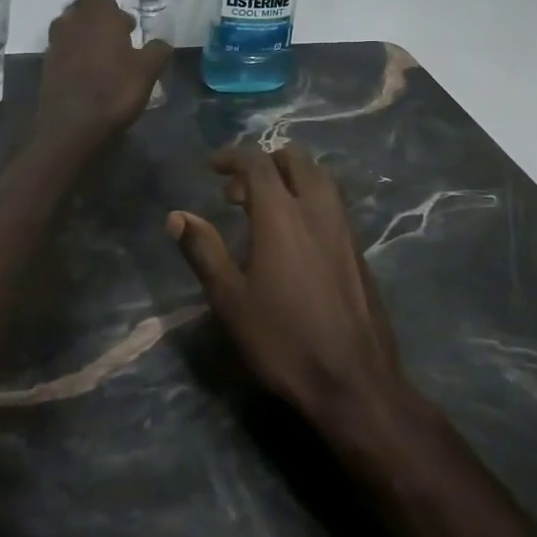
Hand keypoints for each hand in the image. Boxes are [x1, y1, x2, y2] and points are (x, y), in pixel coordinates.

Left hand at [34, 0, 171, 152]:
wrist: (71, 128)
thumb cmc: (114, 90)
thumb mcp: (147, 70)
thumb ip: (157, 50)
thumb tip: (161, 43)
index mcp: (95, 15)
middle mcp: (70, 23)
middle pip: (82, 6)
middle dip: (102, 13)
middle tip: (123, 28)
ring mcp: (55, 46)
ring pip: (71, 27)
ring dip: (88, 32)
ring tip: (110, 50)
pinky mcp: (47, 68)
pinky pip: (64, 49)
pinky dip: (77, 52)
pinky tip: (93, 71)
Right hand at [167, 145, 402, 423]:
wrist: (353, 379)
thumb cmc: (282, 339)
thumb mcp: (230, 299)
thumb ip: (204, 251)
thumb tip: (177, 216)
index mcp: (282, 215)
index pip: (257, 162)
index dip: (232, 157)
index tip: (212, 167)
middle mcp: (317, 209)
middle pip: (295, 159)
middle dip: (264, 162)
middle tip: (238, 193)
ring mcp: (344, 227)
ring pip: (319, 178)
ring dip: (291, 178)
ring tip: (266, 209)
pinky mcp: (359, 248)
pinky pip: (333, 203)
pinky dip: (309, 199)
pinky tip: (296, 236)